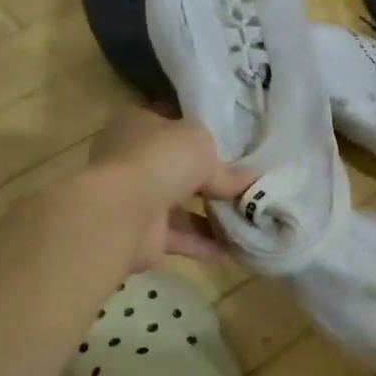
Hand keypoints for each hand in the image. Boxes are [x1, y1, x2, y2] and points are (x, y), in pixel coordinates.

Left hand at [88, 108, 253, 267]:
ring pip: (180, 207)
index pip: (171, 126)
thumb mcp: (203, 147)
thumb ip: (226, 167)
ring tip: (249, 221)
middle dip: (210, 182)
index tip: (232, 149)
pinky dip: (206, 244)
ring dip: (212, 216)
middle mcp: (132, 160)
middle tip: (246, 188)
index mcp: (139, 126)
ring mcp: (136, 199)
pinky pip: (181, 237)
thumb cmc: (161, 159)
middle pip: (178, 170)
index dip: (199, 136)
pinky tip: (236, 249)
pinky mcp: (142, 234)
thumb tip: (251, 180)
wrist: (123, 211)